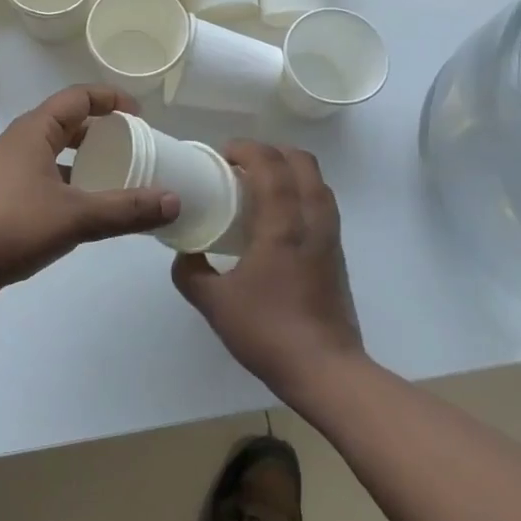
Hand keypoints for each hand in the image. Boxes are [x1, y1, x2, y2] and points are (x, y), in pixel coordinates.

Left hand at [0, 85, 178, 309]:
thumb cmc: (10, 225)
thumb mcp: (75, 216)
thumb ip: (126, 209)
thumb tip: (174, 200)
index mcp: (33, 132)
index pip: (77, 98)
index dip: (110, 99)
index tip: (140, 115)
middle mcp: (19, 144)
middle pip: (66, 124)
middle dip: (101, 132)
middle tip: (135, 148)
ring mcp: (7, 173)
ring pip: (55, 156)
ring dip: (85, 163)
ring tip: (119, 180)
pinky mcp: (2, 201)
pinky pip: (45, 182)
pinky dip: (70, 188)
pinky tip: (88, 213)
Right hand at [171, 141, 363, 399]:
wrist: (326, 371)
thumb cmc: (268, 332)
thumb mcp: (214, 303)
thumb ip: (190, 273)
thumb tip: (184, 254)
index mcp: (282, 225)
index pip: (271, 164)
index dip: (246, 148)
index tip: (221, 155)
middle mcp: (312, 221)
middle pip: (302, 162)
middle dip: (271, 152)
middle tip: (241, 166)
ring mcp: (330, 238)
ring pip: (317, 182)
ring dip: (289, 171)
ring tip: (259, 186)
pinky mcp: (337, 256)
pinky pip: (321, 205)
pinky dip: (300, 194)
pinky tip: (276, 220)